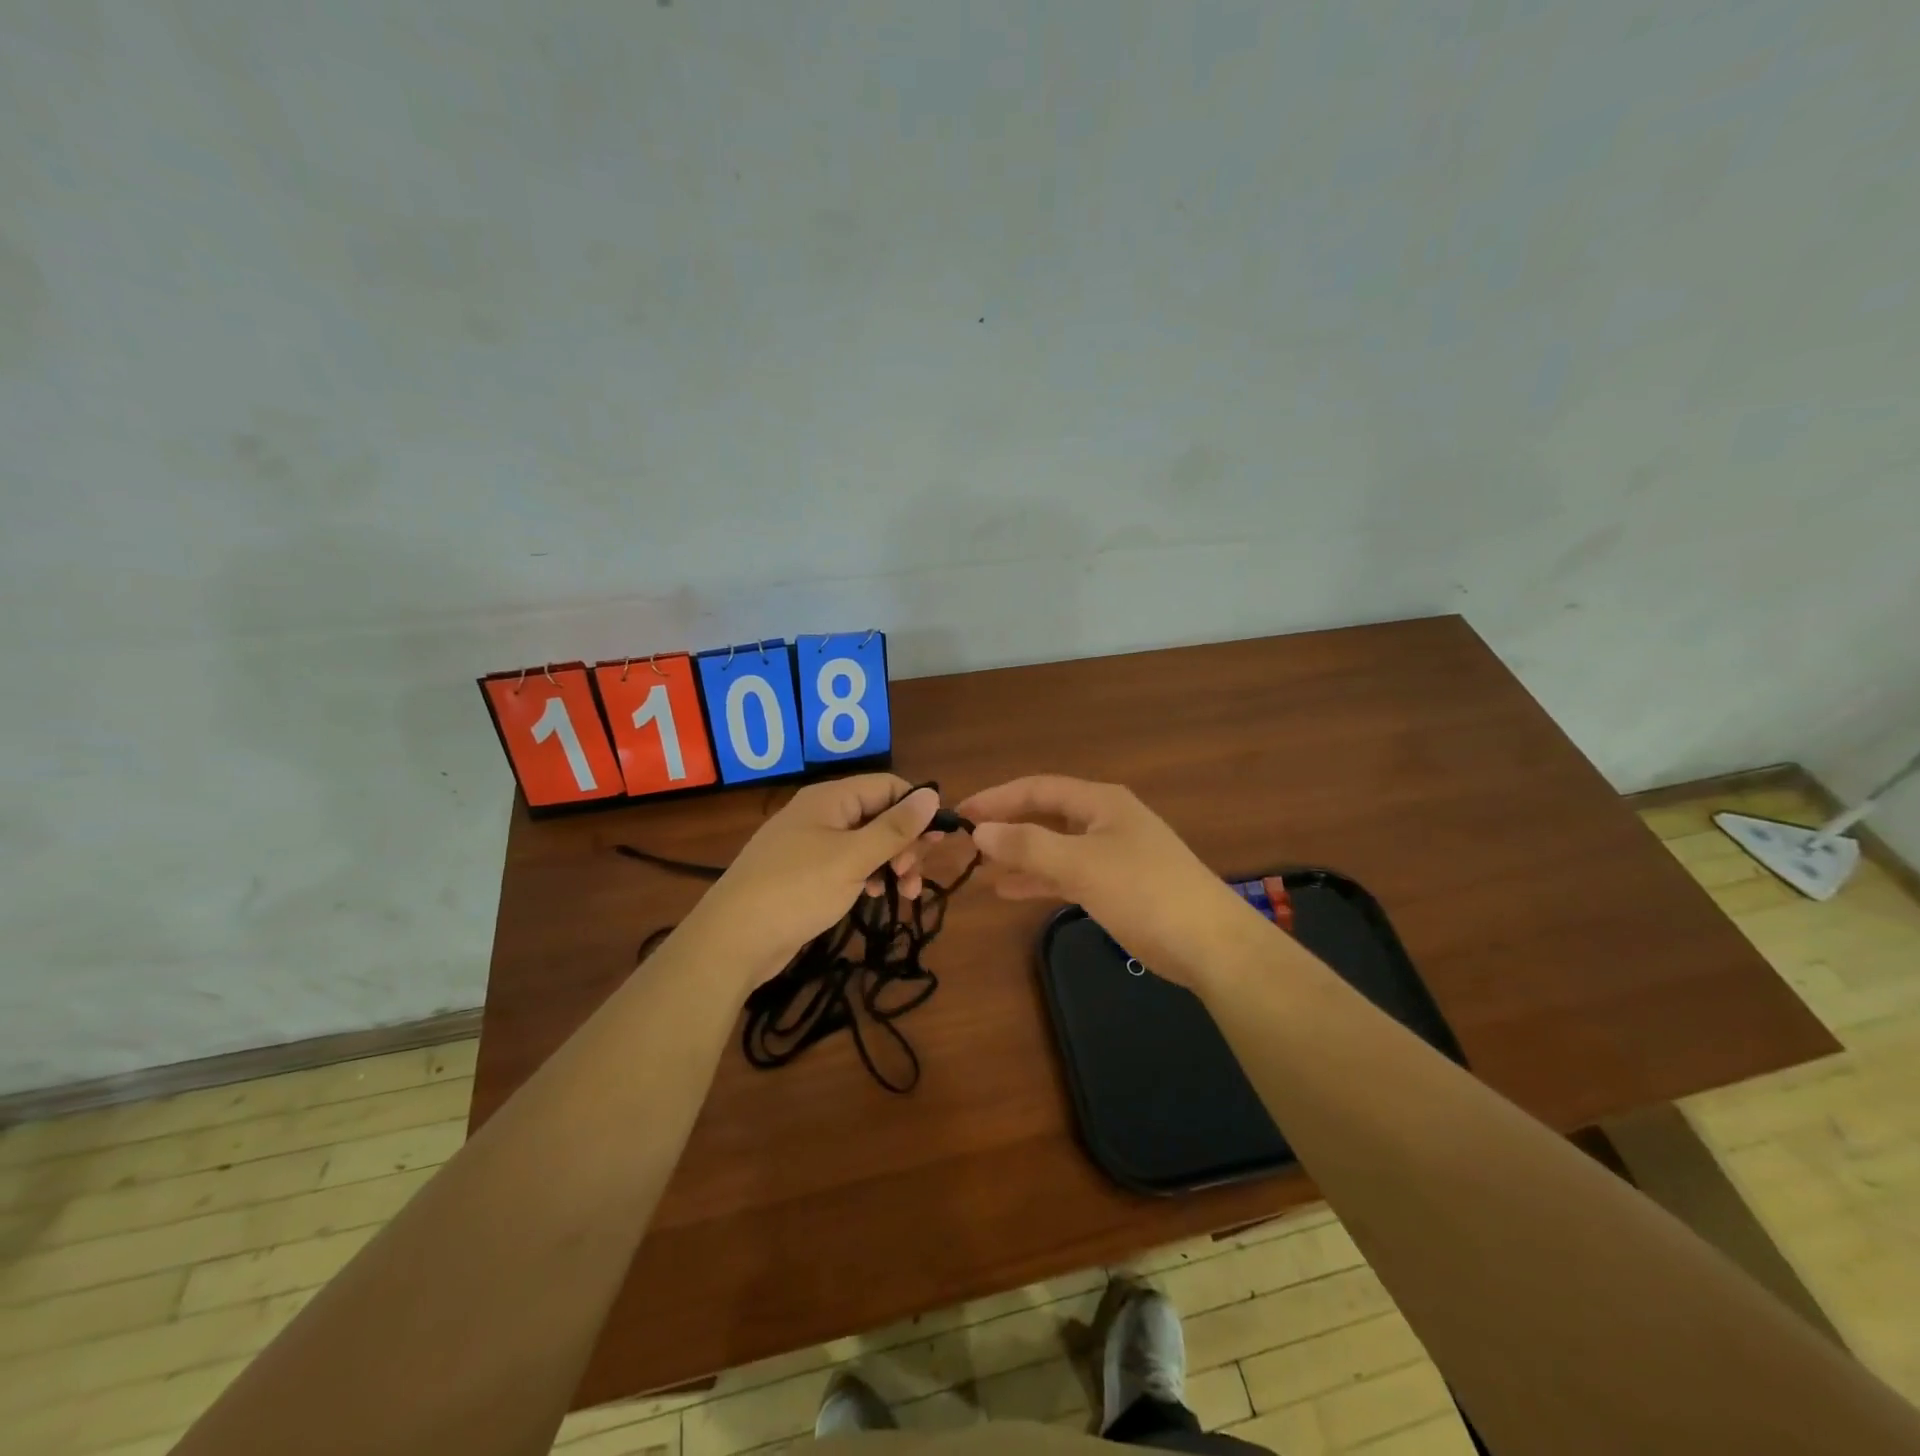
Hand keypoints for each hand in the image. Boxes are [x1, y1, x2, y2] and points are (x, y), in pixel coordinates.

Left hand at [690, 775, 940, 989]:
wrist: (732, 940)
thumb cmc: (797, 890)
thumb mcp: (853, 858)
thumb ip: (895, 828)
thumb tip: (932, 794)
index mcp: (831, 798)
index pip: (888, 786)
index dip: (916, 808)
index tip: (936, 842)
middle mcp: (821, 814)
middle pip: (879, 814)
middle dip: (905, 842)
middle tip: (914, 875)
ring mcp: (811, 844)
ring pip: (866, 842)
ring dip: (891, 862)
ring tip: (906, 893)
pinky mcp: (805, 873)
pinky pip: (848, 863)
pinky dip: (868, 875)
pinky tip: (875, 896)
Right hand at [956, 775, 1263, 989]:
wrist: (1210, 944)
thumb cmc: (1144, 891)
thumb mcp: (1081, 864)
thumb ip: (1028, 846)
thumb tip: (980, 831)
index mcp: (1100, 802)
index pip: (1037, 788)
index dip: (997, 797)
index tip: (960, 813)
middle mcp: (1105, 820)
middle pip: (1045, 815)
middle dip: (1006, 826)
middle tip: (964, 842)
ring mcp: (1112, 853)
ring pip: (1054, 846)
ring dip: (1018, 855)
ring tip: (978, 868)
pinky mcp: (1116, 885)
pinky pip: (1066, 873)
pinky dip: (1038, 879)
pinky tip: (1008, 891)